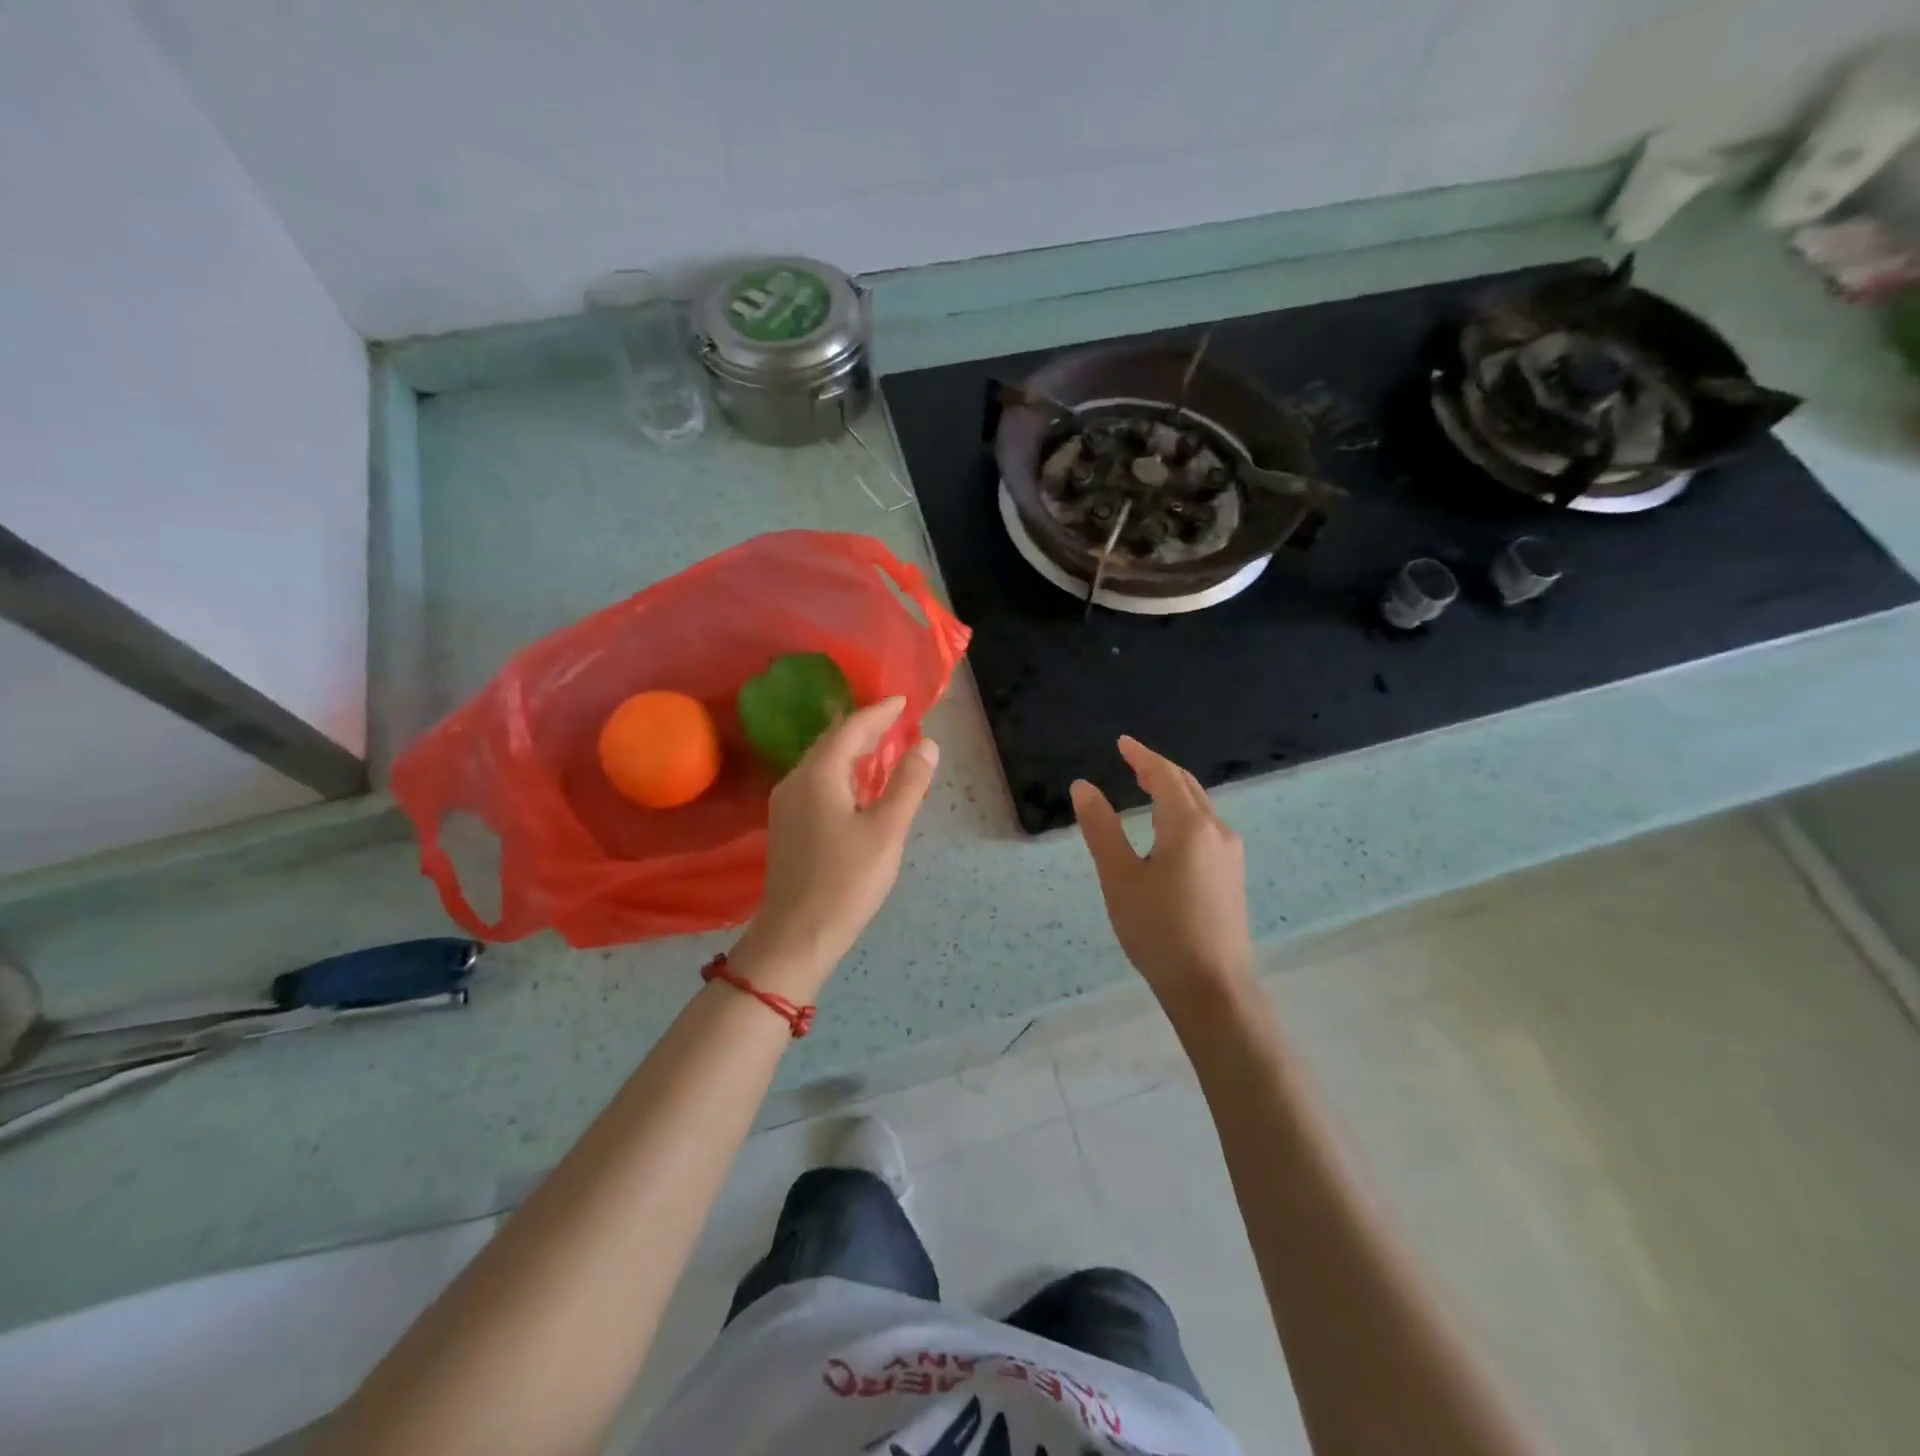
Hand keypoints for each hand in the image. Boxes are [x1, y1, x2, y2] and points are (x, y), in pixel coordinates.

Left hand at [731, 697, 937, 998]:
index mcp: (818, 775)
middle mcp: (796, 781)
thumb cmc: (846, 881)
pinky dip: (843, 773)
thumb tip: (927, 744)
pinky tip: (859, 786)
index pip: (851, 729)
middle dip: (865, 728)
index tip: (903, 702)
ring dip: (853, 751)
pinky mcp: (788, 826)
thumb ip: (908, 783)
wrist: (796, 935)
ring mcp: (787, 804)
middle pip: (833, 742)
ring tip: (884, 747)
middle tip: (897, 722)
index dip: (879, 712)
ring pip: (823, 763)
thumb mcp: (887, 831)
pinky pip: (818, 783)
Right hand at [1071, 736, 1252, 1004]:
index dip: (1142, 756)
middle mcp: (1217, 831)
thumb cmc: (1159, 930)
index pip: (1165, 776)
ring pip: (1200, 808)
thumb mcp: (1119, 877)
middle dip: (1159, 770)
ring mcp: (1230, 855)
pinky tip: (1169, 831)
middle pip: (1187, 787)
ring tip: (1146, 789)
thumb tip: (1083, 786)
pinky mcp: (1232, 877)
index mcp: (1189, 826)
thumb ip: (1101, 828)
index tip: (1123, 742)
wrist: (1212, 988)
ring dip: (1173, 792)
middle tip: (1131, 761)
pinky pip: (1206, 829)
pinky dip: (1184, 815)